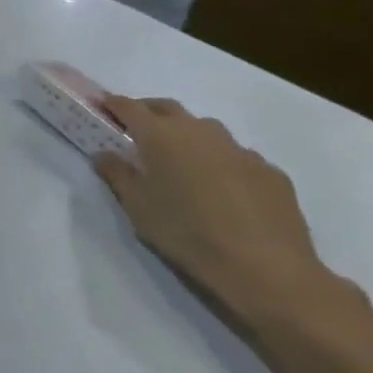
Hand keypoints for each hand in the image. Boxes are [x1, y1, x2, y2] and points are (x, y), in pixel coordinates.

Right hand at [95, 97, 344, 329]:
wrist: (266, 269)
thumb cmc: (186, 232)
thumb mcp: (137, 206)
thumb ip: (117, 174)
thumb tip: (104, 154)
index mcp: (161, 135)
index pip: (129, 107)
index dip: (112, 103)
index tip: (101, 105)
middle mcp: (199, 132)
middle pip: (168, 108)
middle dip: (149, 112)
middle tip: (137, 129)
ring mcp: (240, 150)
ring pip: (206, 130)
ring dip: (189, 136)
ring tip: (183, 160)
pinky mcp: (271, 172)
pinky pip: (238, 157)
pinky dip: (222, 162)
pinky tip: (224, 189)